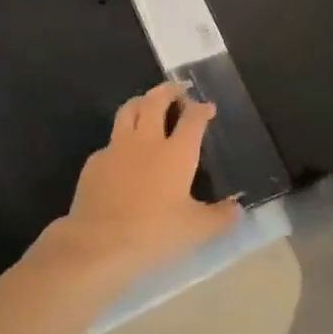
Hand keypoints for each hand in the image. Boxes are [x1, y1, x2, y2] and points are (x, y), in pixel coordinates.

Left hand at [54, 83, 240, 277]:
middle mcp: (147, 141)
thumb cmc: (153, 233)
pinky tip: (123, 154)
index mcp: (176, 153)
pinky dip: (121, 139)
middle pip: (156, 101)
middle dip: (169, 90)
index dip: (201, 109)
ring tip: (148, 104)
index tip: (207, 107)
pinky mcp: (95, 162)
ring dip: (141, 102)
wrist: (97, 244)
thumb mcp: (195, 231)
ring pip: (129, 110)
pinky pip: (110, 141)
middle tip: (178, 90)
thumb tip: (237, 208)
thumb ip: (219, 217)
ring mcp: (117, 148)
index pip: (193, 118)